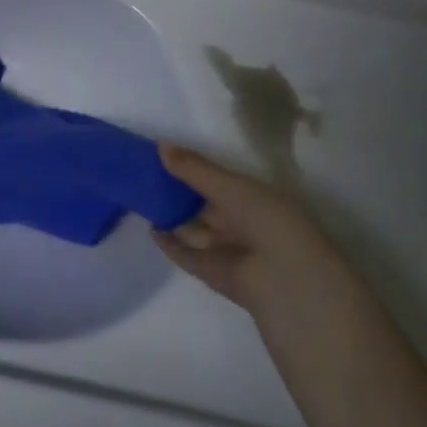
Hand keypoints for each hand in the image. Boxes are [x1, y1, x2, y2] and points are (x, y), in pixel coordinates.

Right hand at [154, 145, 340, 311]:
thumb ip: (194, 169)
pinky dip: (169, 244)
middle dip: (179, 193)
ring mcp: (227, 249)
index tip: (164, 156)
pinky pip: (186, 254)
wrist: (284, 280)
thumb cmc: (267, 221)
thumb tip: (160, 146)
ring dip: (172, 218)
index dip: (195, 170)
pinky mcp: (212, 272)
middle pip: (204, 206)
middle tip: (146, 176)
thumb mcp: (231, 187)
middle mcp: (242, 224)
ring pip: (194, 230)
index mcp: (255, 200)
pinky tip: (152, 229)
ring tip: (142, 199)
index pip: (220, 181)